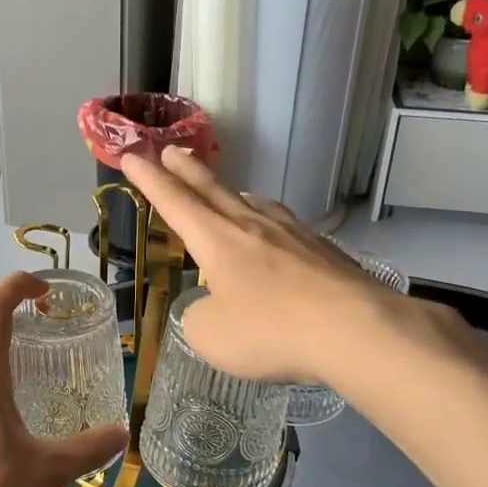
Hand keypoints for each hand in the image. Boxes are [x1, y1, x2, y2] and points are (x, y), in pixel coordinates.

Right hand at [120, 148, 486, 388]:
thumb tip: (212, 308)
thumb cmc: (270, 330)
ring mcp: (293, 234)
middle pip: (212, 190)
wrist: (355, 329)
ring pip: (253, 203)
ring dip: (231, 193)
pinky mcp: (323, 250)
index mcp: (217, 240)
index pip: (174, 202)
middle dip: (187, 170)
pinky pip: (285, 225)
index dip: (149, 180)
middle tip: (170, 150)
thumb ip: (200, 318)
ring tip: (226, 191)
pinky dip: (268, 220)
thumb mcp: (211, 336)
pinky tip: (276, 230)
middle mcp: (252, 226)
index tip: (132, 156)